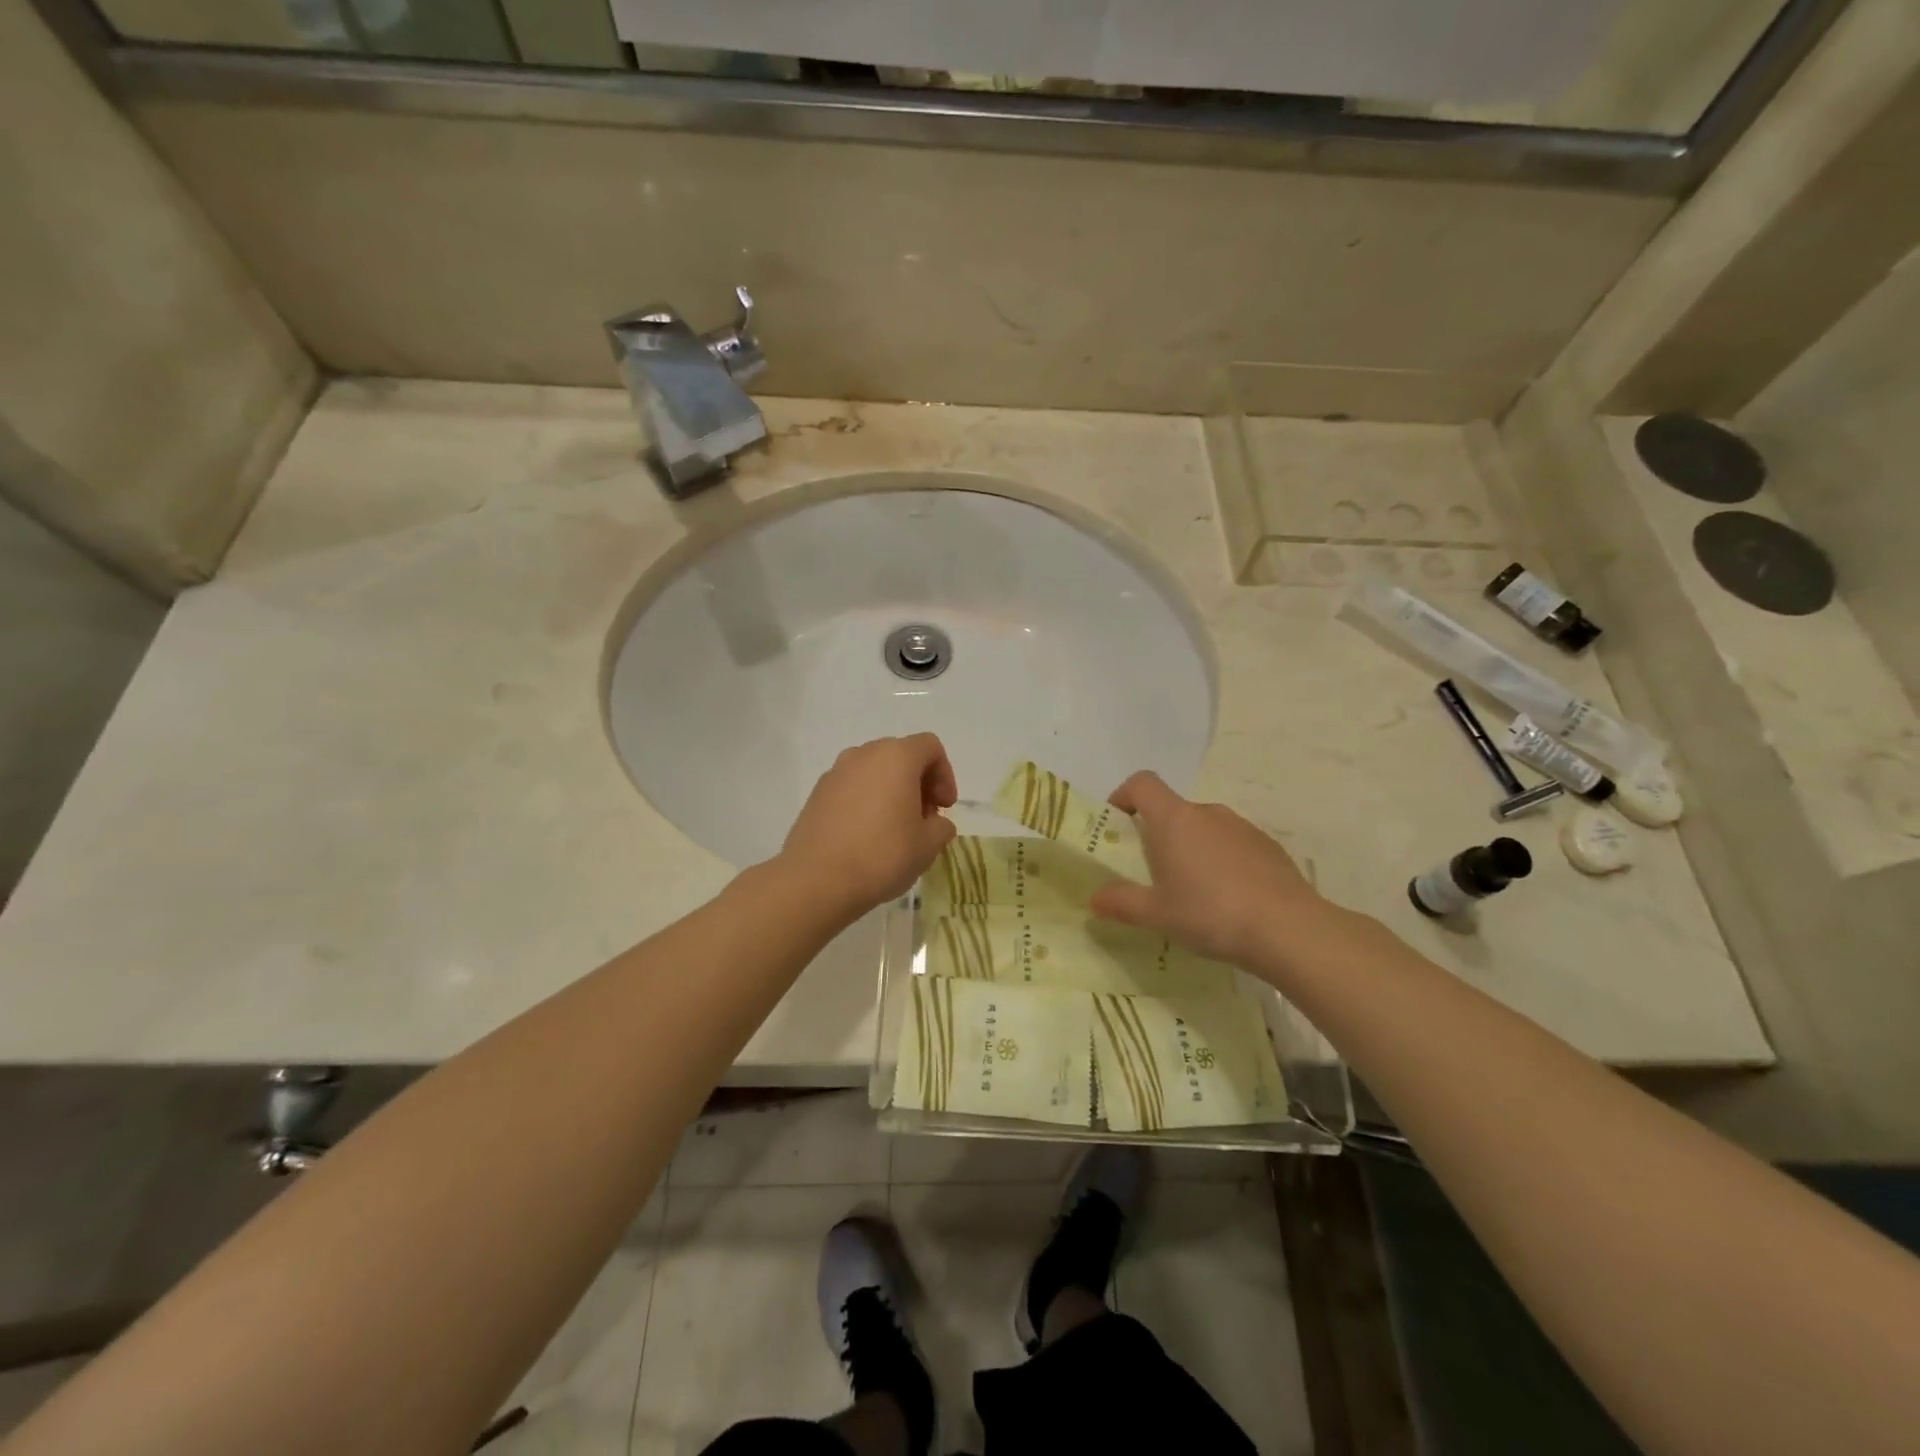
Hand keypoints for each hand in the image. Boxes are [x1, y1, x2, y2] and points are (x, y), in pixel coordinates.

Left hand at [777, 734, 958, 917]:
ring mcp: (835, 772)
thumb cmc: (882, 855)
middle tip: (924, 819)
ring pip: (874, 771)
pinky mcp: (816, 794)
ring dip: (891, 792)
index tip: (944, 808)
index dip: (945, 775)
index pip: (930, 747)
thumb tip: (935, 822)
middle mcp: (863, 754)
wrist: (817, 880)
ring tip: (895, 829)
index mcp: (896, 757)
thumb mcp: (928, 845)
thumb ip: (941, 826)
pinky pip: (851, 788)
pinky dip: (865, 802)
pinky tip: (866, 836)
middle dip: (918, 783)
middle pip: (901, 756)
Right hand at [1088, 771, 1336, 971]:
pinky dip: (1222, 862)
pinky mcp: (1269, 847)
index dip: (1125, 796)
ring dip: (1192, 849)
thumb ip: (1121, 903)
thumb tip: (1094, 901)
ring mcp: (1242, 827)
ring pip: (1205, 828)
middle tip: (1153, 873)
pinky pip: (1233, 845)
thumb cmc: (1210, 912)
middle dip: (1158, 835)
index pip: (1143, 783)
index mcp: (1174, 819)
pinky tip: (1228, 900)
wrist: (1288, 929)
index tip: (1118, 824)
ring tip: (1193, 892)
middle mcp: (1208, 813)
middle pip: (1173, 810)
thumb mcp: (1157, 914)